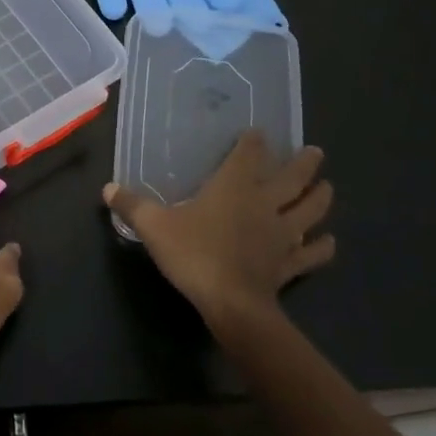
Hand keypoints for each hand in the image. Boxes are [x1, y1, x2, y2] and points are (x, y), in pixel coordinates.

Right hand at [103, 132, 334, 337]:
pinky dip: (322, 247)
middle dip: (304, 163)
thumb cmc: (193, 254)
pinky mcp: (290, 264)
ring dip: (321, 197)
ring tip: (327, 187)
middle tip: (315, 152)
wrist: (231, 303)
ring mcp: (282, 235)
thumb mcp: (153, 226)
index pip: (249, 155)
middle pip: (292, 178)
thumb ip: (132, 205)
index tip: (258, 132)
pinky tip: (328, 242)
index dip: (254, 142)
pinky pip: (312, 253)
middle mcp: (264, 204)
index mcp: (234, 187)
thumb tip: (107, 188)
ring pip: (310, 210)